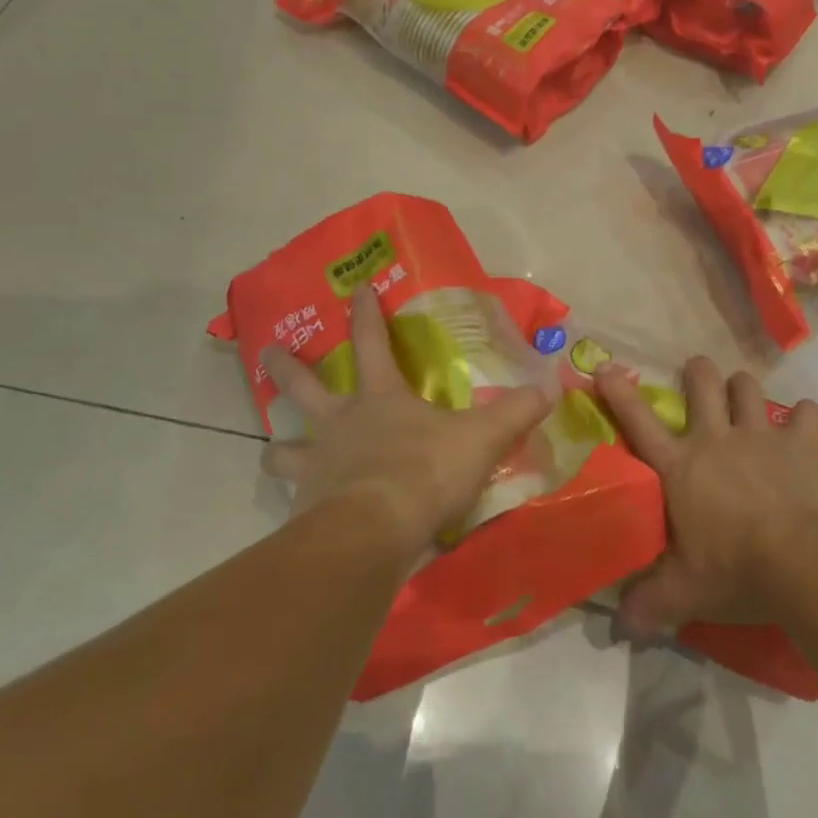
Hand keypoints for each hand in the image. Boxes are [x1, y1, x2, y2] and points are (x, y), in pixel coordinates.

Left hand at [259, 287, 552, 561]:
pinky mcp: (307, 508)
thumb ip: (515, 413)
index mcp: (380, 399)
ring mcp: (318, 465)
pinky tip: (304, 515)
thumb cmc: (426, 471)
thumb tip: (550, 387)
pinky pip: (297, 502)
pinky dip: (298, 505)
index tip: (356, 287)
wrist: (375, 530)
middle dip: (286, 367)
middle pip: (303, 388)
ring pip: (285, 450)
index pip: (372, 343)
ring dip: (279, 449)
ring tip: (274, 452)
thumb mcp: (481, 438)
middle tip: (267, 351)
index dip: (367, 314)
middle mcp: (340, 424)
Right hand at [595, 357, 817, 638]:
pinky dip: (804, 414)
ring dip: (742, 387)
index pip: (638, 422)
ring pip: (747, 388)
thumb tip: (621, 625)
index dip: (618, 392)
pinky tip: (804, 422)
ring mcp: (760, 436)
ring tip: (742, 393)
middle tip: (697, 372)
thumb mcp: (686, 594)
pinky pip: (805, 413)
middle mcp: (716, 439)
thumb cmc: (738, 572)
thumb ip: (650, 604)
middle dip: (697, 372)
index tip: (605, 367)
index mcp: (680, 467)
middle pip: (702, 384)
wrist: (808, 564)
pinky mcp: (801, 444)